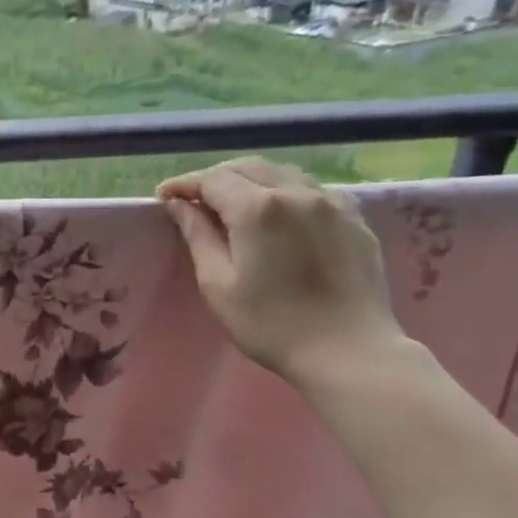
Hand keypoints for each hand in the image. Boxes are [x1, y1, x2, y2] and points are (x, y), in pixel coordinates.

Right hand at [158, 157, 404, 387]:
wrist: (348, 351)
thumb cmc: (270, 323)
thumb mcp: (218, 284)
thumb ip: (198, 236)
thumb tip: (179, 205)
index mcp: (257, 208)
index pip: (212, 179)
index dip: (184, 184)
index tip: (163, 196)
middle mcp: (296, 192)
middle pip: (247, 167)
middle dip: (215, 178)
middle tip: (194, 200)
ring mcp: (331, 202)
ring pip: (281, 172)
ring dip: (250, 180)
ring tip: (232, 204)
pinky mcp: (354, 218)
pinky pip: (311, 188)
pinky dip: (284, 190)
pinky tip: (277, 213)